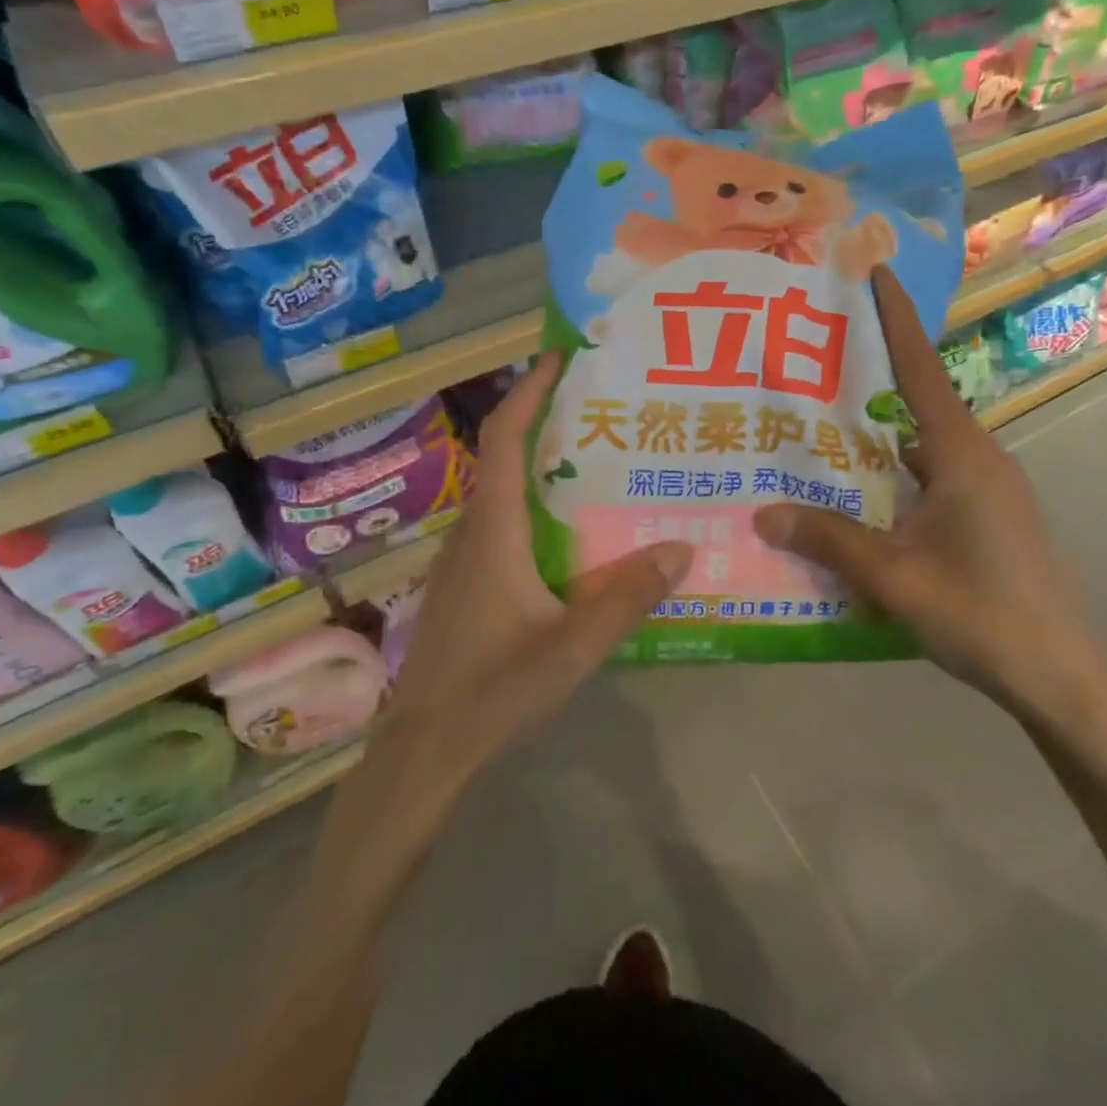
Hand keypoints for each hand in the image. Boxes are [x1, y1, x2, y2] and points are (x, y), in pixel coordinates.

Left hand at [377, 353, 692, 791]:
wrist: (424, 749)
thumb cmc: (491, 692)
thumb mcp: (572, 649)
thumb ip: (627, 599)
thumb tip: (682, 547)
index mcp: (494, 531)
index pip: (504, 439)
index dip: (529, 391)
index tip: (561, 356)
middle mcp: (474, 531)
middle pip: (504, 455)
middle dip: (545, 419)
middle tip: (603, 406)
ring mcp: (465, 558)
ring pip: (504, 492)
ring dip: (542, 464)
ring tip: (599, 460)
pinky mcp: (467, 583)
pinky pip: (503, 523)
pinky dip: (536, 505)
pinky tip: (574, 532)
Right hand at [753, 268, 1106, 724]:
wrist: (1063, 679)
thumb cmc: (984, 615)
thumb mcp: (895, 578)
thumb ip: (829, 540)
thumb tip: (762, 512)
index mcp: (962, 455)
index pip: (921, 370)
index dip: (895, 319)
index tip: (874, 272)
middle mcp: (977, 459)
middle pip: (915, 403)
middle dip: (866, 380)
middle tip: (807, 365)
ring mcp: (985, 490)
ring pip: (918, 448)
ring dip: (873, 440)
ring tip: (813, 435)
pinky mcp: (985, 518)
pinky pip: (927, 480)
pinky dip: (890, 479)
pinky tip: (853, 502)